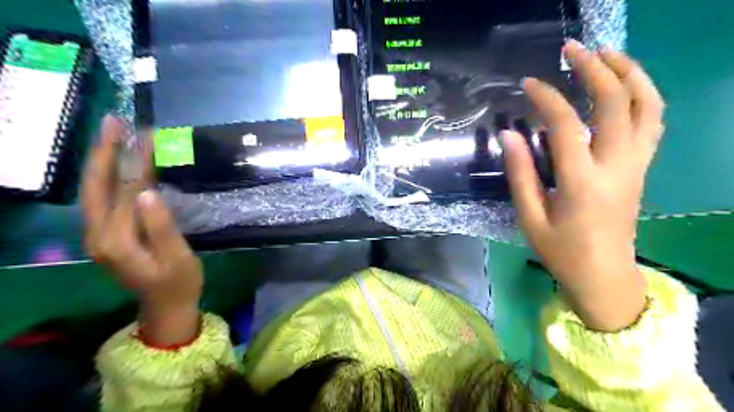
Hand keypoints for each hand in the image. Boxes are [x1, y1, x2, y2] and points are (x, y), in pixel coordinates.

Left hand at [82, 114, 202, 343]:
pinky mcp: (107, 235)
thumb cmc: (179, 283)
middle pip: (96, 185)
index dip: (137, 161)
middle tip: (114, 121)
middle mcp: (98, 235)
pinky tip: (117, 163)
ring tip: (113, 134)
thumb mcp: (177, 258)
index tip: (148, 134)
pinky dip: (109, 176)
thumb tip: (147, 192)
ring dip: (103, 160)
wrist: (165, 306)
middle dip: (104, 151)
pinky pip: (103, 199)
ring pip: (94, 190)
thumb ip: (161, 227)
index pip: (126, 190)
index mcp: (117, 240)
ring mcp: (99, 235)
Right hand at [505, 40, 666, 330]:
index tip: (529, 83)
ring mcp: (636, 165)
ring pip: (648, 105)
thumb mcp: (531, 218)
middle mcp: (616, 166)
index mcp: (581, 182)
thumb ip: (520, 174)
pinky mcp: (642, 168)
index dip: (547, 98)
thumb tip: (509, 134)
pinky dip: (642, 94)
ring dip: (629, 73)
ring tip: (606, 54)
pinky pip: (652, 121)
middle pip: (616, 103)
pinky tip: (622, 86)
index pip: (566, 125)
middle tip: (572, 49)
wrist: (604, 275)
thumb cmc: (561, 251)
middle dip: (595, 68)